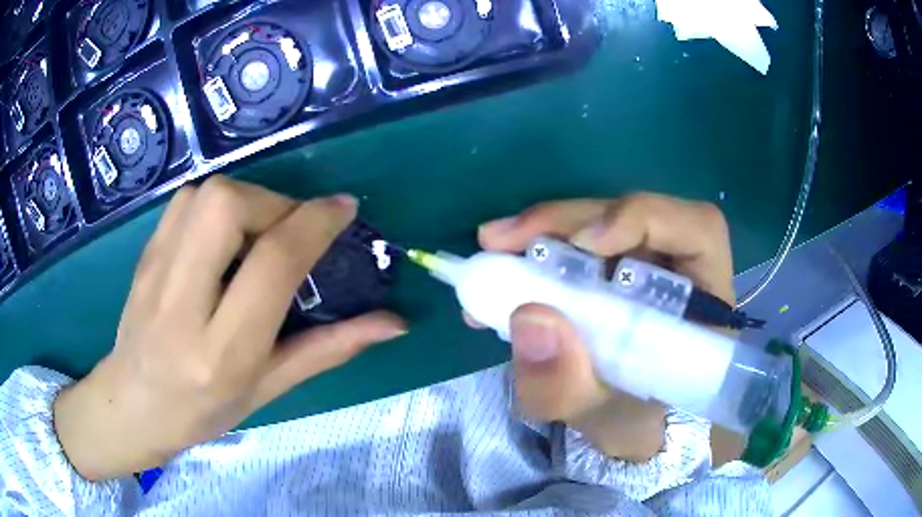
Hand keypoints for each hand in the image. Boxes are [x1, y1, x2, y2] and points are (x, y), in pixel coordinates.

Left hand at [53, 177, 405, 480]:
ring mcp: (155, 272)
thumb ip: (329, 349)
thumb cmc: (203, 411)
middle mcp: (182, 304)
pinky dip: (217, 202)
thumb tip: (394, 323)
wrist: (132, 404)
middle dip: (275, 202)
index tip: (343, 209)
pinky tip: (224, 235)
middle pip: (228, 207)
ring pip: (205, 194)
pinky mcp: (144, 253)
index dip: (315, 224)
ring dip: (246, 199)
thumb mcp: (269, 388)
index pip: (272, 263)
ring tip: (258, 233)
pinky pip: (186, 201)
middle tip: (291, 230)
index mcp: (221, 351)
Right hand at [474, 194, 734, 461]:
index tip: (584, 243)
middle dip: (567, 220)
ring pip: (600, 221)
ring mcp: (646, 261)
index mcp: (704, 303)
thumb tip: (529, 316)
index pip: (698, 230)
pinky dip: (538, 248)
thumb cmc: (632, 422)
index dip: (644, 219)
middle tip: (500, 239)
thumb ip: (568, 386)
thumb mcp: (599, 419)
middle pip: (635, 215)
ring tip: (493, 249)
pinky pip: (579, 242)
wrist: (629, 426)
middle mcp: (681, 268)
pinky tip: (504, 265)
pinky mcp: (615, 265)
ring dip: (544, 230)